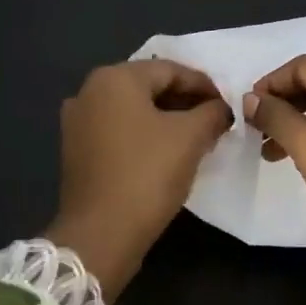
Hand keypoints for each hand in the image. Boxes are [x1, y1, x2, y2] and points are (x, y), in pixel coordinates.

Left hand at [46, 59, 231, 295]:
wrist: (101, 234)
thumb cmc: (147, 175)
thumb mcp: (191, 138)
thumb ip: (212, 113)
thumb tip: (222, 109)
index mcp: (114, 78)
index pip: (170, 69)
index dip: (204, 85)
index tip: (228, 104)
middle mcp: (89, 91)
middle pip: (149, 87)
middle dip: (185, 101)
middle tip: (215, 120)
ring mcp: (78, 122)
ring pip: (133, 110)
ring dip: (167, 119)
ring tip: (197, 137)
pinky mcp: (77, 150)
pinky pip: (119, 131)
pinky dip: (145, 135)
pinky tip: (168, 152)